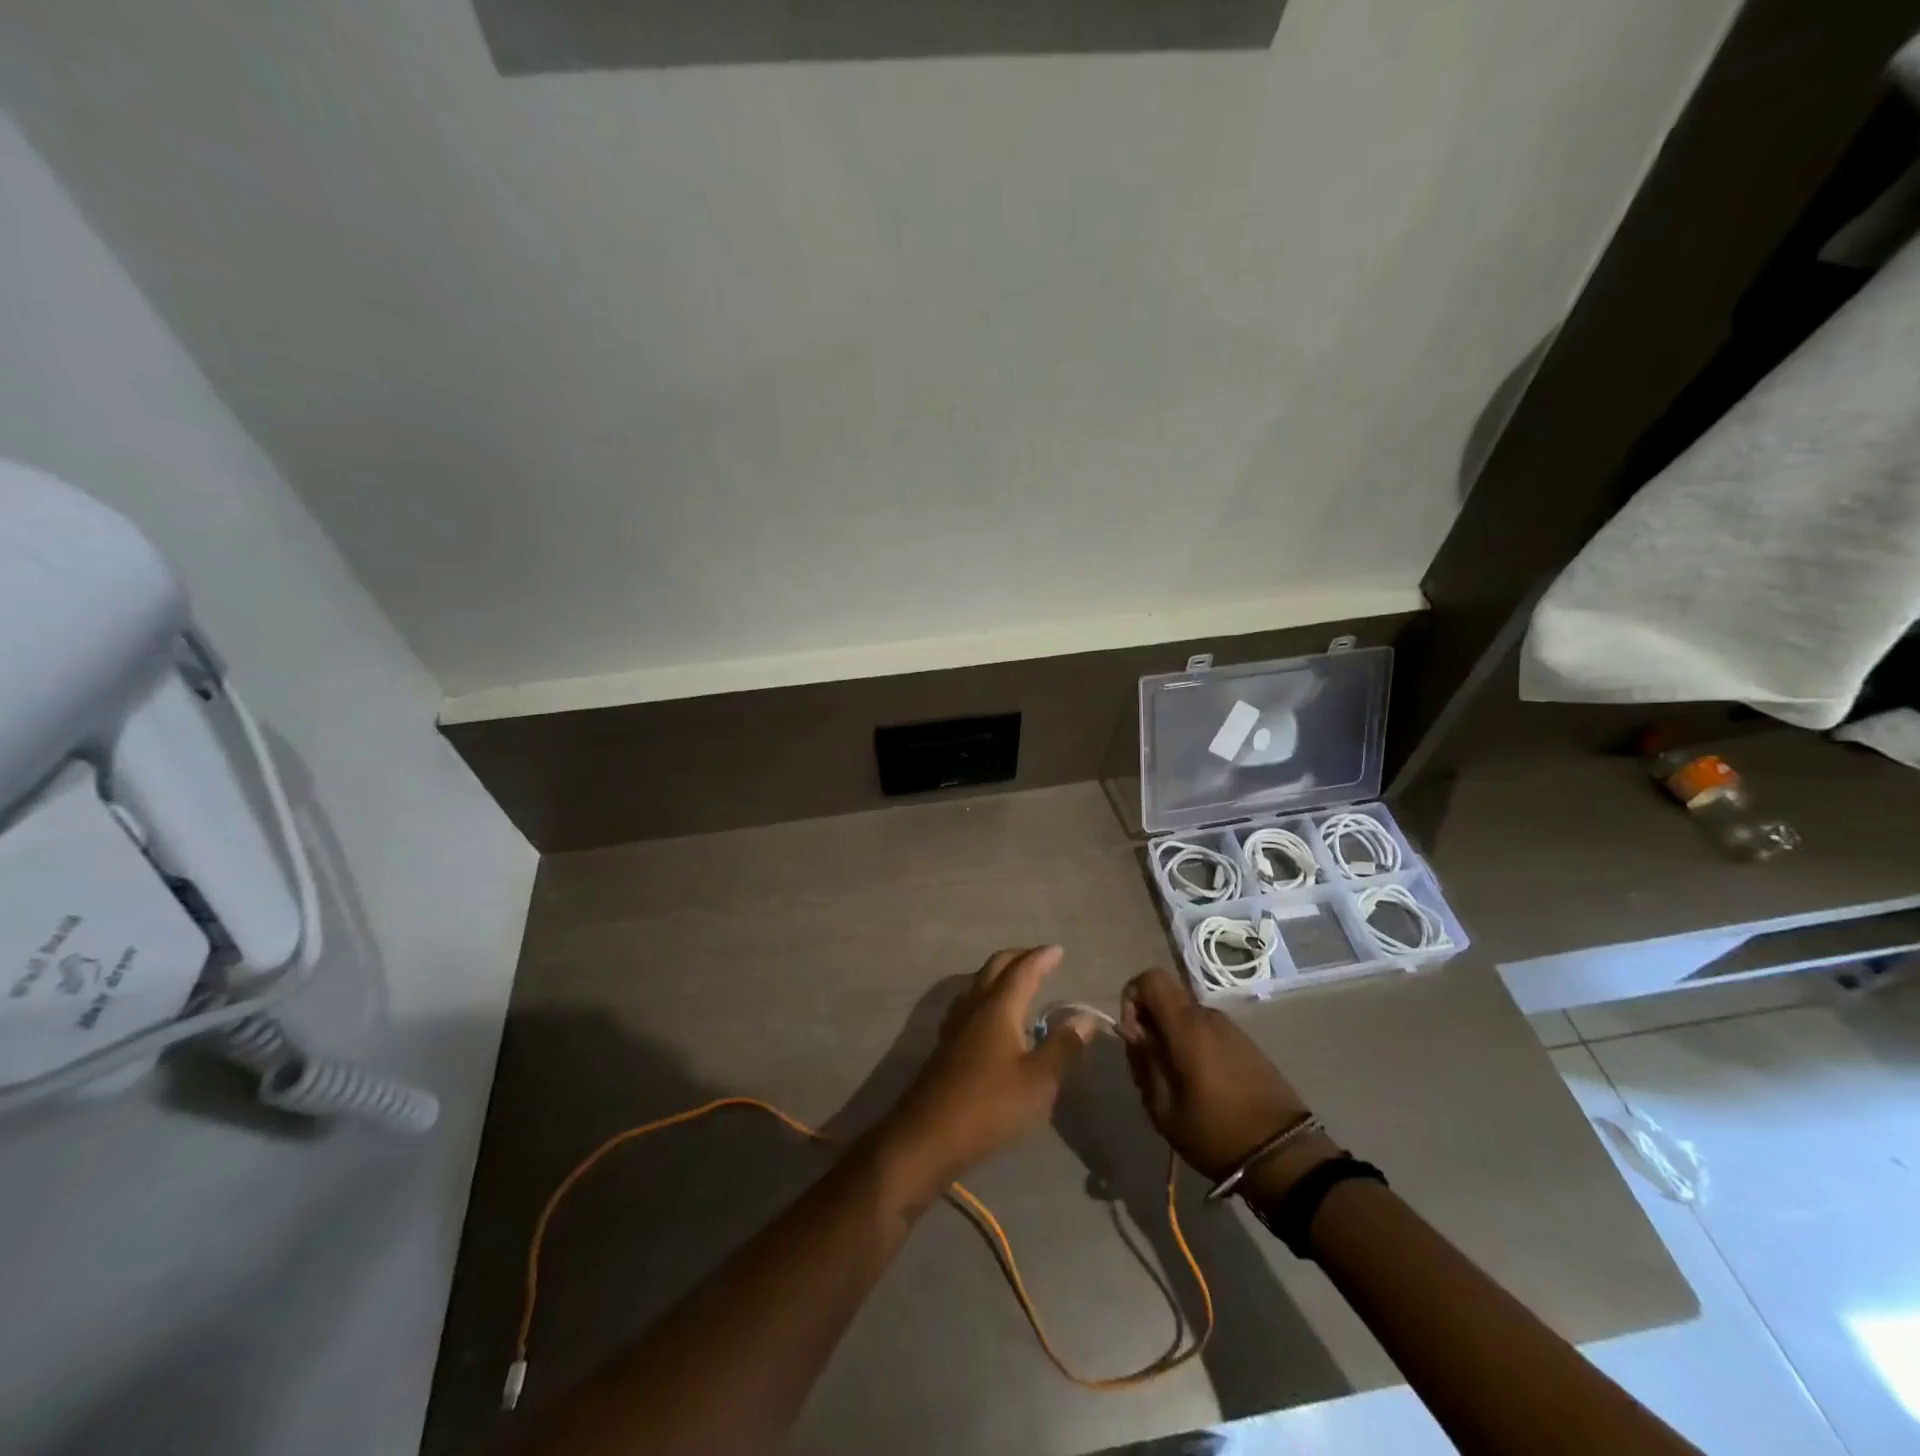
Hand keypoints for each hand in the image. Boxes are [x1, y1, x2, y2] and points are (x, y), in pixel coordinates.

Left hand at [872, 947, 1095, 1201]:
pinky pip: (969, 1005)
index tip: (1058, 950)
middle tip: (1040, 959)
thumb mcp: (1039, 1080)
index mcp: (998, 1007)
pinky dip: (986, 997)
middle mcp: (974, 1006)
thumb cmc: (990, 1104)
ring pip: (978, 984)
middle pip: (995, 968)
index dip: (1041, 958)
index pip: (1023, 970)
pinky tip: (991, 1018)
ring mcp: (955, 1025)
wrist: (927, 1135)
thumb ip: (1063, 1046)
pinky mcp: (945, 1045)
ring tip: (1018, 983)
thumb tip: (1085, 1017)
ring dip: (999, 976)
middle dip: (1018, 958)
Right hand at [1119, 969, 1333, 1196]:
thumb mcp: (1164, 1109)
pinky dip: (1194, 1047)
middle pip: (1167, 1000)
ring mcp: (1232, 1029)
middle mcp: (1209, 1017)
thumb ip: (1143, 1062)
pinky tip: (1202, 1086)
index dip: (1132, 998)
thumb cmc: (1216, 1133)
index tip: (1134, 1037)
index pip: (1150, 978)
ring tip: (1177, 1084)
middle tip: (1152, 1069)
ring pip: (1186, 1017)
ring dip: (1172, 1039)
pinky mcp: (1247, 1045)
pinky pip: (1208, 1032)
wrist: (1285, 1156)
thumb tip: (1131, 1032)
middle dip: (1150, 1025)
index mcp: (1187, 1026)